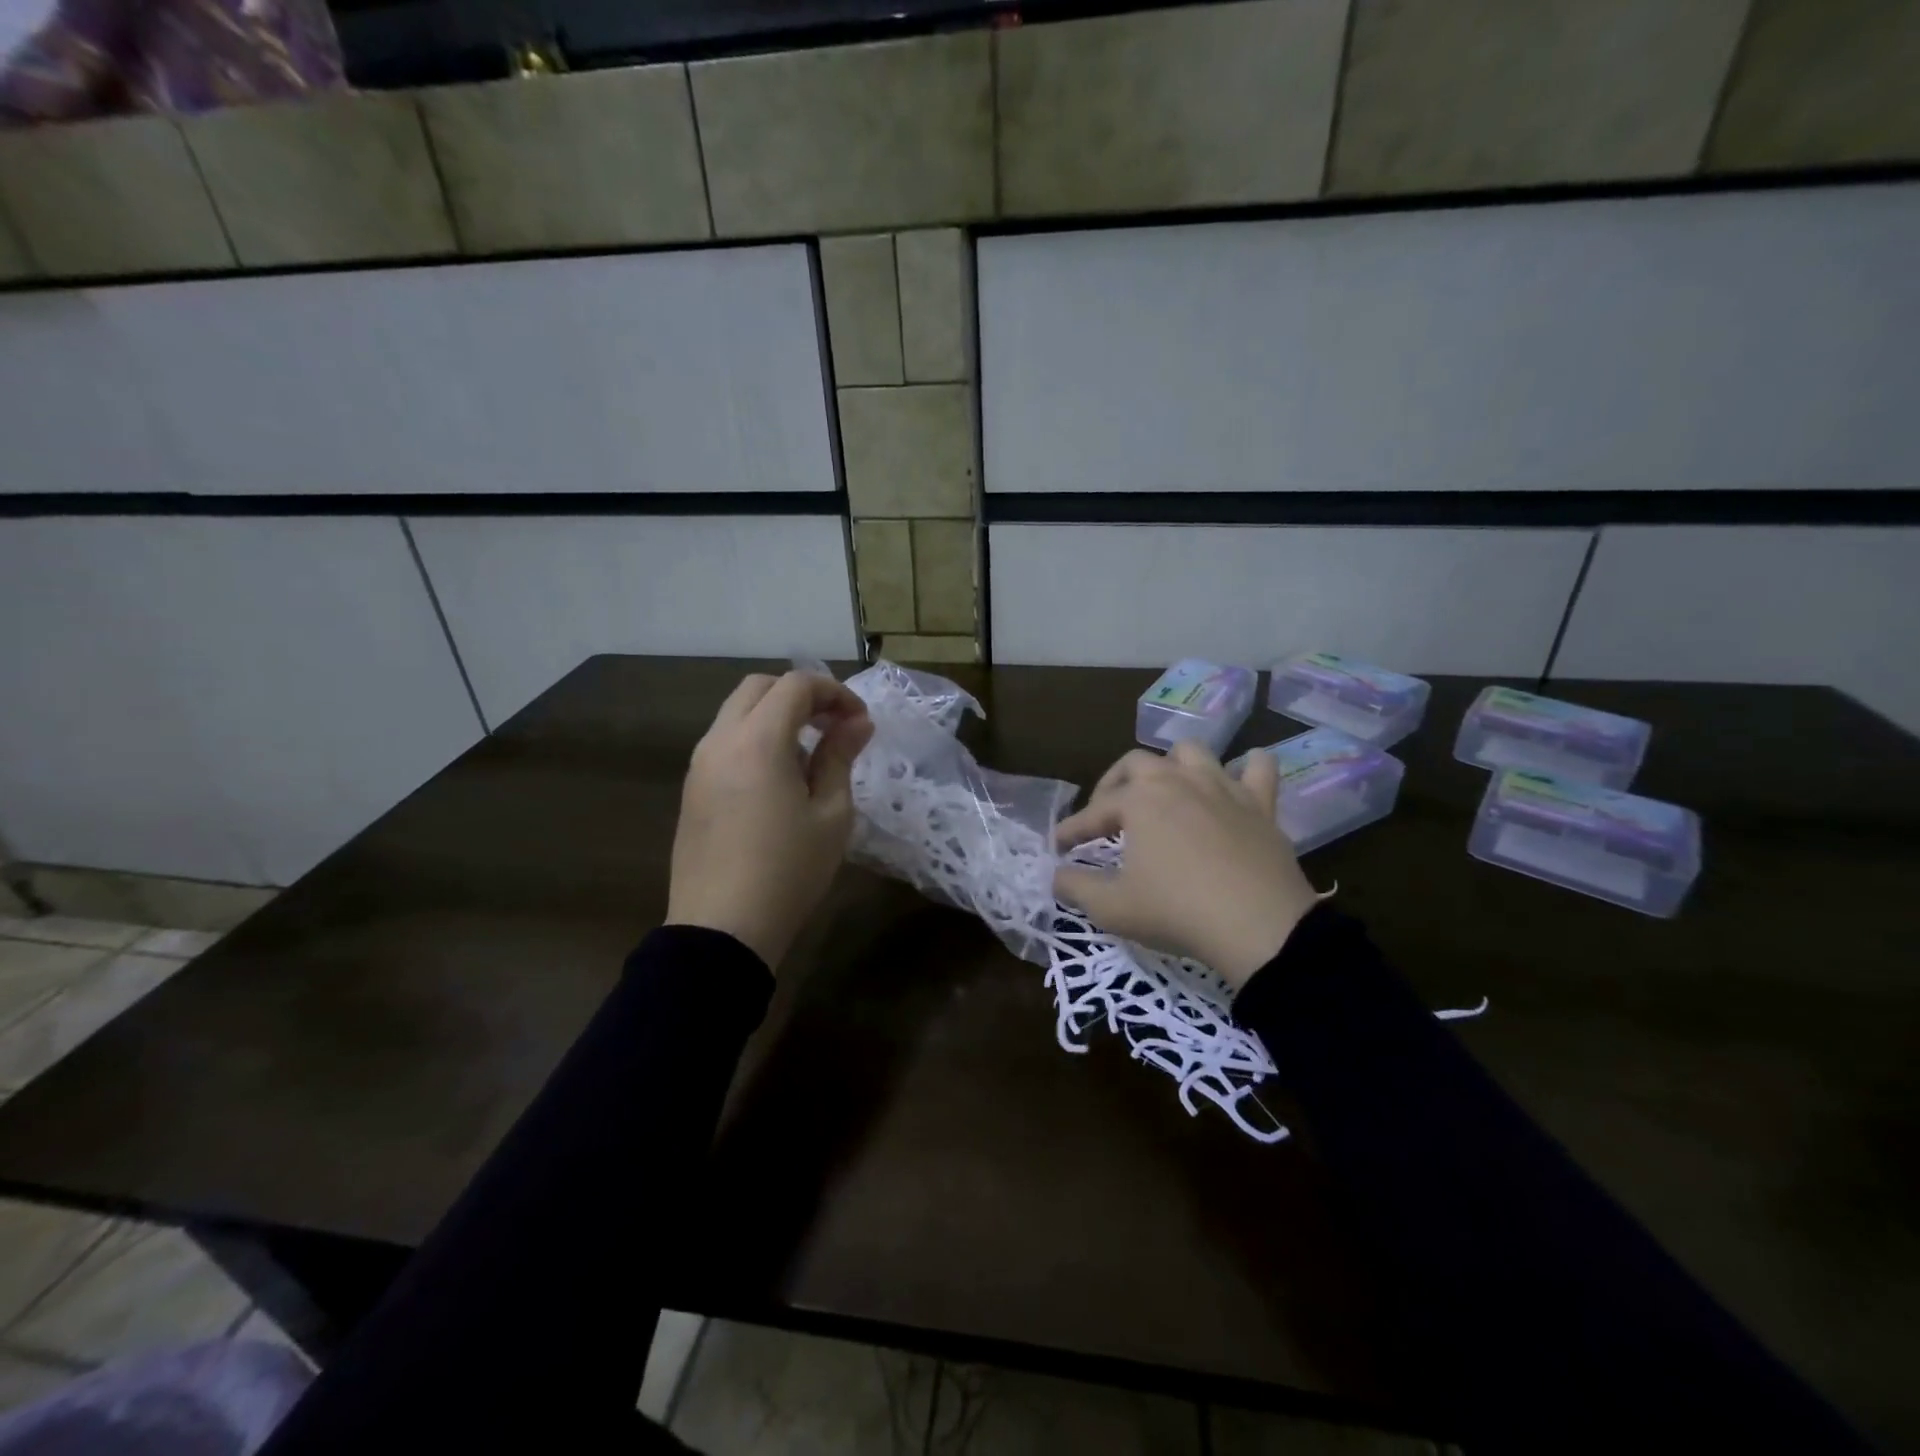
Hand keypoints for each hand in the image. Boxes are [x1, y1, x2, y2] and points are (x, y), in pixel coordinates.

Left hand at [666, 671, 873, 968]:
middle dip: (801, 695)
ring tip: (809, 753)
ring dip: (775, 715)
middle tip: (834, 725)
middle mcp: (720, 740)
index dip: (834, 692)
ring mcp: (699, 764)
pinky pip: (724, 741)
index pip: (795, 685)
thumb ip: (840, 757)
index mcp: (758, 741)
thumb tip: (857, 723)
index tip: (859, 722)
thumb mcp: (831, 815)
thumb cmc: (788, 871)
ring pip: (737, 712)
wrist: (721, 930)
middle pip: (759, 688)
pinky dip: (755, 737)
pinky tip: (778, 778)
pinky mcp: (691, 788)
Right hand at [1053, 741, 1320, 989]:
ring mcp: (1222, 787)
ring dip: (1172, 766)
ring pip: (1191, 753)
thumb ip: (1075, 887)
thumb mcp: (1112, 908)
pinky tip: (1236, 782)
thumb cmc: (1176, 912)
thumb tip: (1056, 875)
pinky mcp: (1260, 804)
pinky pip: (1257, 768)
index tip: (1058, 846)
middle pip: (1136, 764)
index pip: (1093, 812)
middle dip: (1114, 784)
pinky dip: (1246, 768)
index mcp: (1138, 800)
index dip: (1072, 830)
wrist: (1259, 927)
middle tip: (1107, 815)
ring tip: (1165, 791)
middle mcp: (1177, 780)